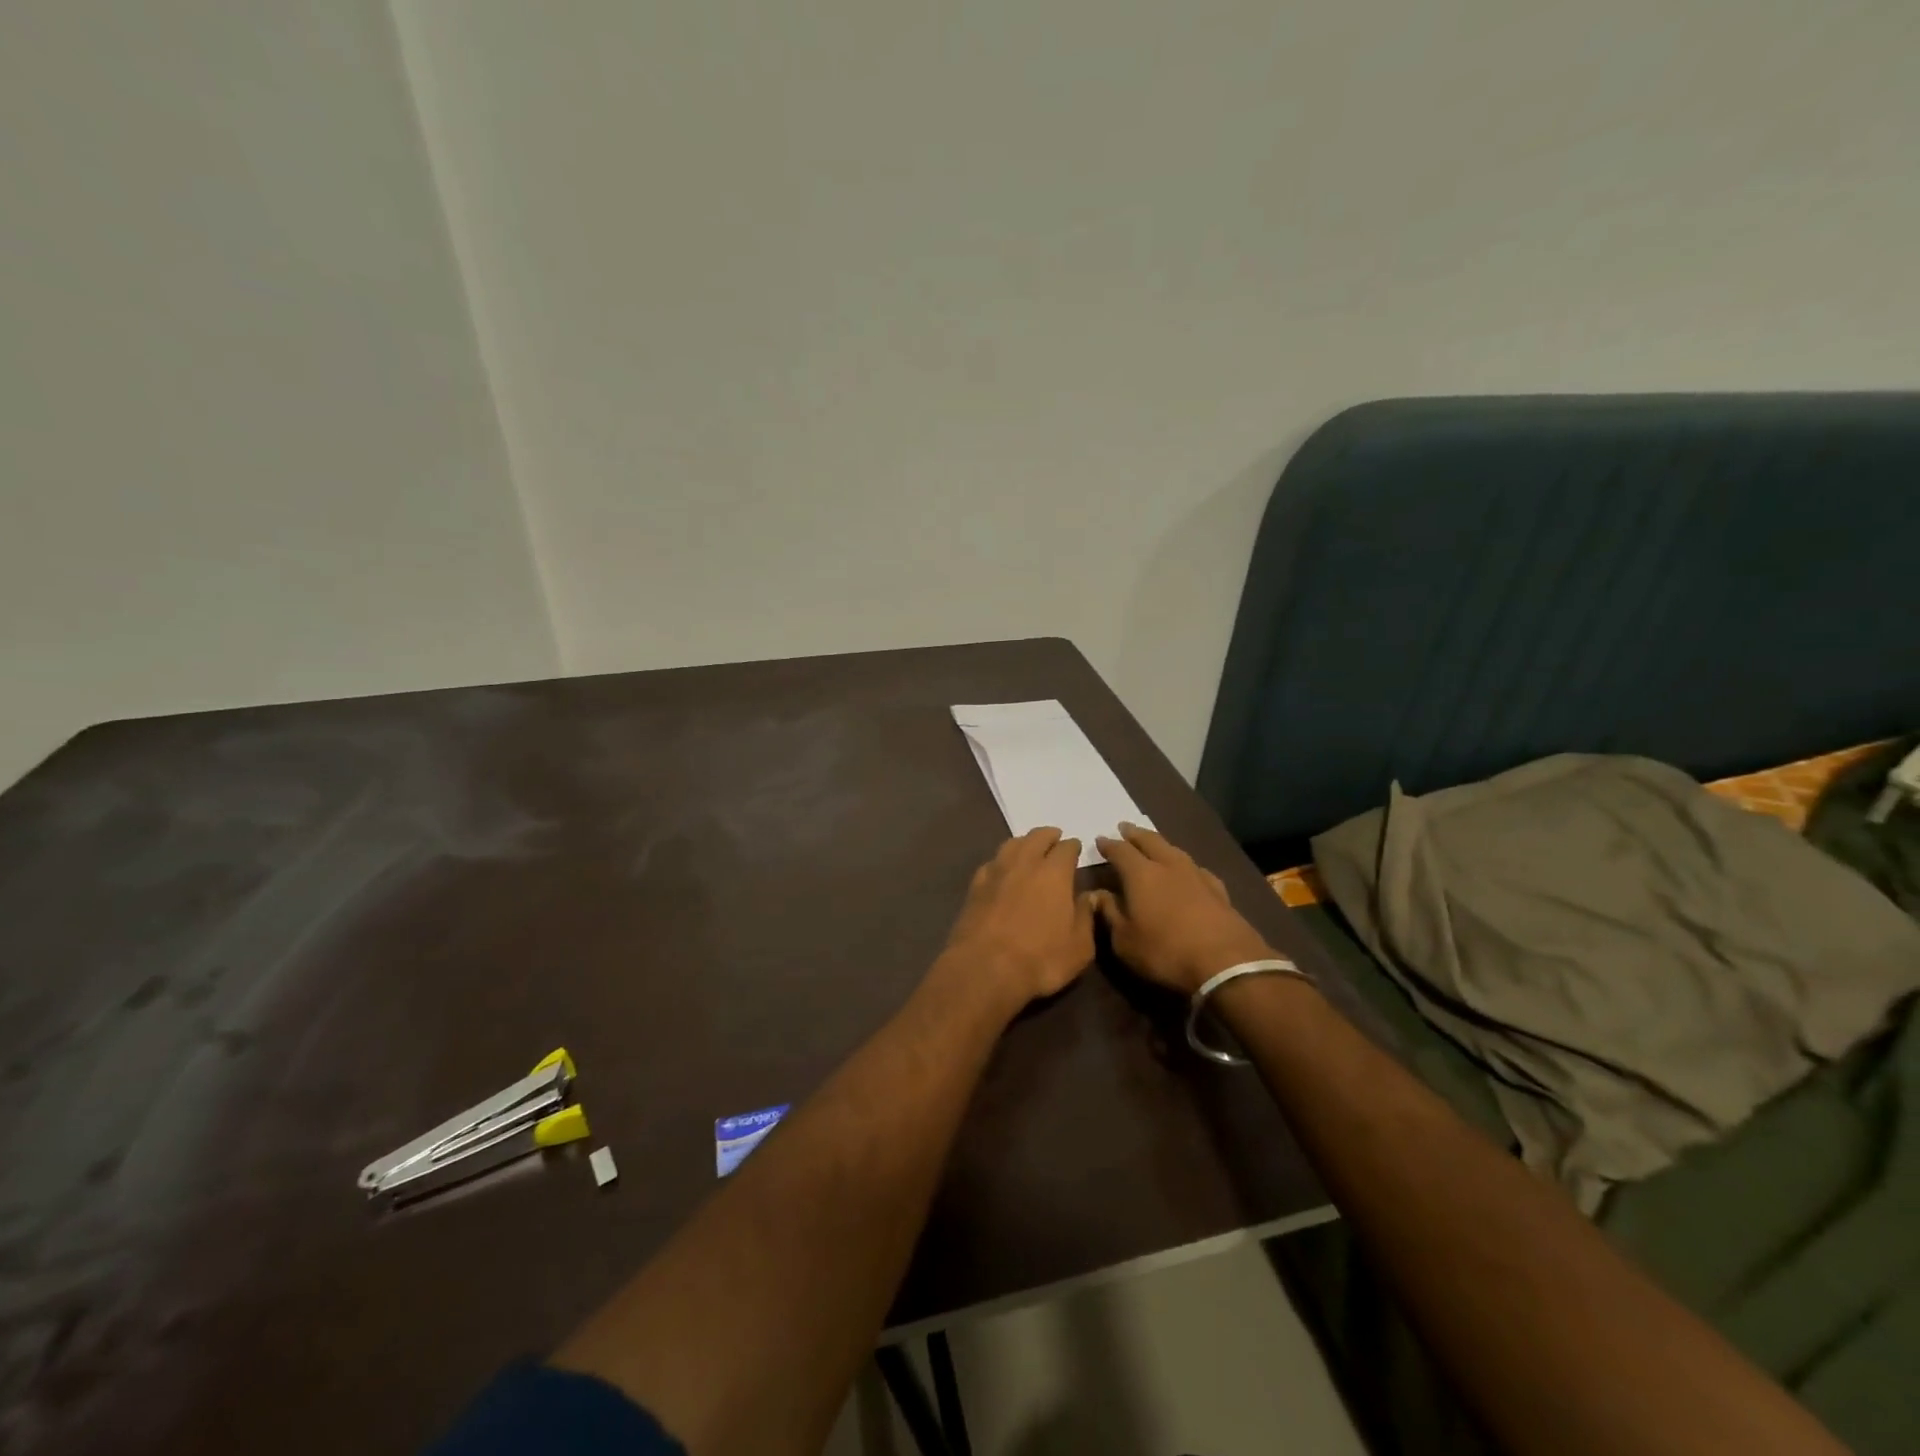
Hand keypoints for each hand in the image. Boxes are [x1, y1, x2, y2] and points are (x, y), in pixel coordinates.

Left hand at [938, 828, 1094, 1011]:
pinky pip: (991, 863)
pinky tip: (1001, 869)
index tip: (1076, 847)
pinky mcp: (974, 887)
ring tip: (1029, 847)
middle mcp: (1024, 864)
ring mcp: (996, 872)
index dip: (1073, 846)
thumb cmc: (1040, 959)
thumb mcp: (1079, 947)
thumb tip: (1088, 897)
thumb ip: (1086, 917)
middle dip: (1048, 835)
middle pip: (1036, 837)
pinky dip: (1001, 861)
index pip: (1066, 848)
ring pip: (1011, 844)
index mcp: (1054, 873)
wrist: (984, 968)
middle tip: (1054, 838)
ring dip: (1023, 842)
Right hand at [1091, 823, 1272, 994]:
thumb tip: (1096, 894)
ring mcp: (1197, 875)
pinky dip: (1186, 866)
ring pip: (1174, 850)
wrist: (1226, 963)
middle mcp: (1169, 866)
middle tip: (1125, 828)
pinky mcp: (1219, 891)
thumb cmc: (1165, 951)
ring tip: (1153, 844)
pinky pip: (1197, 869)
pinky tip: (1189, 871)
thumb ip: (1109, 913)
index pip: (1120, 851)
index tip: (1100, 840)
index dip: (1108, 845)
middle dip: (1135, 834)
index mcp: (1141, 874)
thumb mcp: (1125, 940)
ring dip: (1161, 844)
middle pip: (1150, 841)